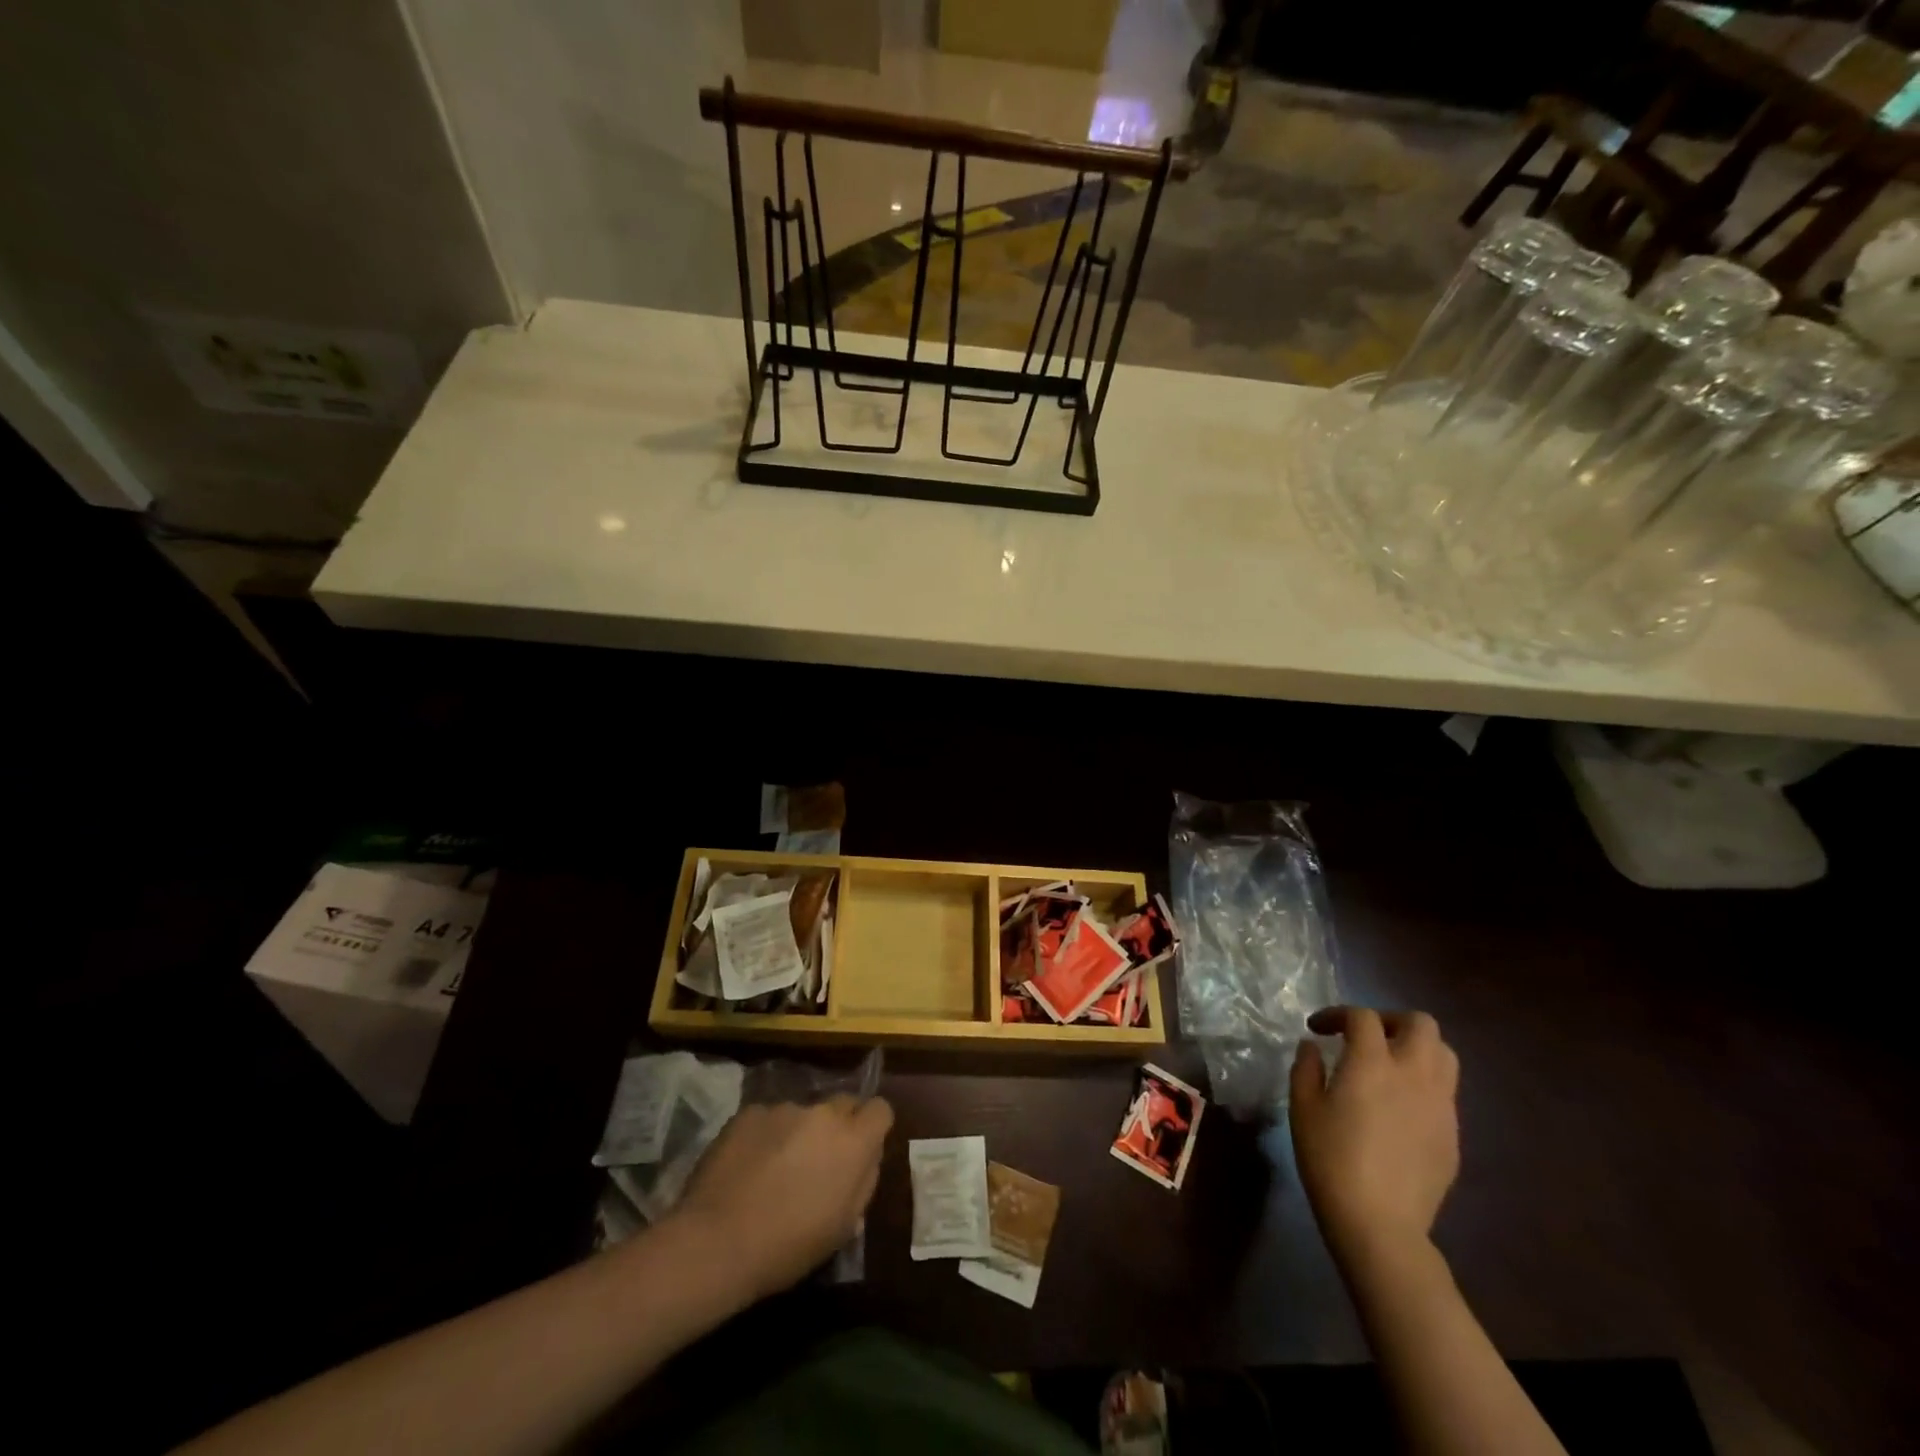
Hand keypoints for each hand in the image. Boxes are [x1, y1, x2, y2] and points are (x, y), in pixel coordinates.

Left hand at [671, 1095, 892, 1298]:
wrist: (717, 1241)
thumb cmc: (788, 1246)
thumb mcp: (843, 1227)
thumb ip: (863, 1183)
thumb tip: (865, 1160)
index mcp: (853, 1141)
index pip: (880, 1109)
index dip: (873, 1128)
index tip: (861, 1151)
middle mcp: (823, 1113)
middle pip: (842, 1104)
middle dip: (838, 1127)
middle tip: (819, 1162)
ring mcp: (784, 1108)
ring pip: (802, 1114)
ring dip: (798, 1134)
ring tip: (774, 1171)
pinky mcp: (749, 1112)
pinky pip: (768, 1119)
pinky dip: (764, 1137)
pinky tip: (746, 1168)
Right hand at [1289, 1007, 1459, 1267]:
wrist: (1380, 1224)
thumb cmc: (1331, 1159)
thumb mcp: (1302, 1108)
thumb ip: (1306, 1068)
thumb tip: (1313, 1047)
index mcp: (1372, 1063)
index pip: (1363, 1017)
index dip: (1338, 1014)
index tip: (1318, 1029)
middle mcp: (1414, 1074)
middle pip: (1420, 1023)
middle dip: (1391, 1021)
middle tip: (1365, 1037)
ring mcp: (1441, 1106)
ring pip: (1444, 1055)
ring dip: (1416, 1049)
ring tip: (1388, 1066)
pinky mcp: (1452, 1136)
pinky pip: (1445, 1093)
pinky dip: (1423, 1085)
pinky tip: (1399, 1108)